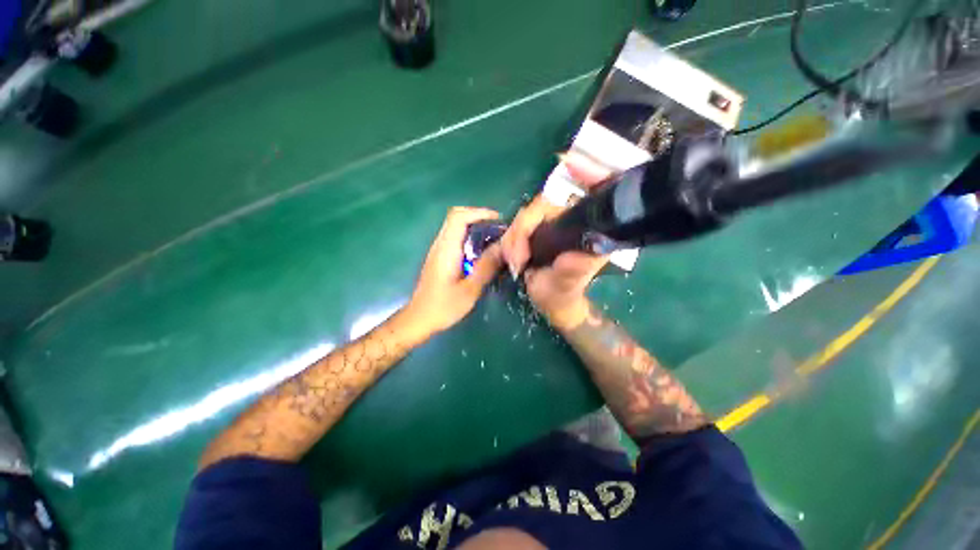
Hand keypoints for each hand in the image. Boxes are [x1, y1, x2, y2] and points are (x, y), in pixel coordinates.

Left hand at [405, 207, 504, 336]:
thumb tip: (503, 246)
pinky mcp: (439, 257)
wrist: (419, 319)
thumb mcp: (470, 289)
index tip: (499, 221)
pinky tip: (481, 252)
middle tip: (498, 229)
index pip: (459, 217)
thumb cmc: (444, 307)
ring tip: (494, 239)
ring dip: (475, 227)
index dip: (480, 213)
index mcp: (446, 249)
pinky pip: (455, 238)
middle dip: (479, 217)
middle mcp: (440, 244)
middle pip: (456, 217)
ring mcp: (438, 250)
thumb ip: (486, 266)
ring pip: (455, 226)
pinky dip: (470, 237)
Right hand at [500, 153, 613, 330]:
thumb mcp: (567, 287)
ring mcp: (549, 224)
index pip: (587, 194)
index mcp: (585, 229)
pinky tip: (511, 258)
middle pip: (540, 206)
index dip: (585, 172)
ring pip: (524, 217)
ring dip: (512, 240)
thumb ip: (573, 272)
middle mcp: (569, 221)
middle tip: (517, 259)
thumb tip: (578, 255)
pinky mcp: (534, 231)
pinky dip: (509, 242)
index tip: (567, 161)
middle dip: (522, 230)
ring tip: (515, 265)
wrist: (550, 303)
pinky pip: (515, 227)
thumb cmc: (562, 295)